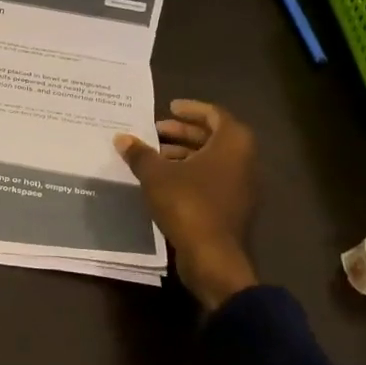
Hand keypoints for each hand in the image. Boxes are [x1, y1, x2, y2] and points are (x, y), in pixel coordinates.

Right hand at [114, 100, 258, 311]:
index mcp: (233, 143)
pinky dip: (191, 173)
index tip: (169, 108)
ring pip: (212, 160)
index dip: (191, 109)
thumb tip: (122, 138)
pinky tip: (165, 181)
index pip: (214, 114)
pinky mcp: (233, 207)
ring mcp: (241, 186)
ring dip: (185, 154)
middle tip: (156, 131)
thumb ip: (140, 154)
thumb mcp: (157, 176)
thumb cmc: (188, 204)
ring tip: (155, 156)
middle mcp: (244, 160)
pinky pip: (212, 179)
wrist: (213, 257)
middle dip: (183, 132)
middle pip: (213, 137)